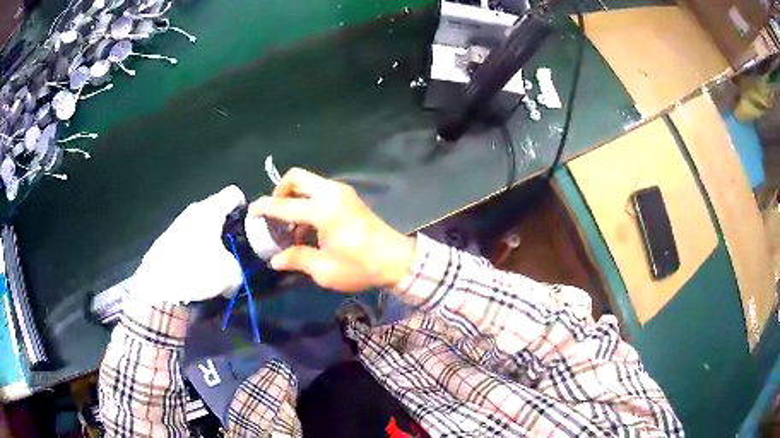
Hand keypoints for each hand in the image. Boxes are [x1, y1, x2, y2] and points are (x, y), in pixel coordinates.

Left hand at [129, 186, 246, 303]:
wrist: (158, 284)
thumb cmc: (197, 270)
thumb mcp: (230, 275)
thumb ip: (239, 271)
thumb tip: (234, 277)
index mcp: (211, 210)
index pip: (234, 194)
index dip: (245, 208)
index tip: (250, 226)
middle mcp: (194, 210)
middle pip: (217, 211)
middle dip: (228, 229)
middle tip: (235, 250)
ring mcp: (178, 224)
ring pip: (201, 226)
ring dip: (211, 241)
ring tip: (215, 263)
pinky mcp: (167, 239)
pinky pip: (188, 239)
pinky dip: (196, 250)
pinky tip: (196, 269)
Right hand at [249, 168, 414, 292]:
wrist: (396, 260)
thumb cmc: (360, 266)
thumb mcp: (324, 269)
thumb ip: (297, 259)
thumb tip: (275, 260)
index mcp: (322, 210)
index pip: (283, 205)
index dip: (264, 208)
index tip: (251, 212)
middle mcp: (331, 193)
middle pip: (296, 177)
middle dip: (280, 191)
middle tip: (275, 214)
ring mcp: (342, 192)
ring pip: (308, 182)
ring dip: (295, 197)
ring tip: (291, 227)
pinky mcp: (349, 197)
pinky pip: (320, 190)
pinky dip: (308, 200)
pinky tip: (308, 227)